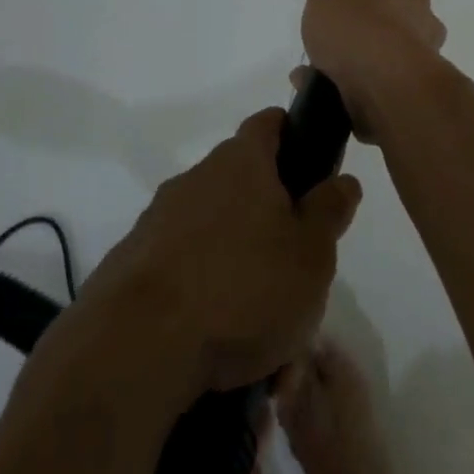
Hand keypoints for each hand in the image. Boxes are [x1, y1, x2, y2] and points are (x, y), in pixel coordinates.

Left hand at [85, 107, 359, 392]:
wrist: (134, 350)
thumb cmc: (242, 289)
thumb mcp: (312, 254)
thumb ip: (330, 210)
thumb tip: (342, 180)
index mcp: (241, 164)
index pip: (268, 123)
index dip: (293, 133)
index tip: (311, 164)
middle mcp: (196, 179)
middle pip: (241, 180)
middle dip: (269, 213)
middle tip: (294, 260)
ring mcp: (157, 222)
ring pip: (212, 228)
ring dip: (236, 257)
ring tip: (259, 319)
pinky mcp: (130, 265)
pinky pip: (181, 266)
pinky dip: (201, 289)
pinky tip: (216, 337)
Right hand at [298, 0, 447, 140]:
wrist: (383, 79)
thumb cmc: (356, 22)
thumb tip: (338, 5)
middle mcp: (420, 18)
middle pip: (400, 13)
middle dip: (374, 23)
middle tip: (340, 34)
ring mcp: (420, 57)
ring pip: (386, 55)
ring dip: (356, 62)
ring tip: (314, 72)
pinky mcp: (410, 91)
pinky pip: (375, 86)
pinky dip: (350, 89)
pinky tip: (319, 92)